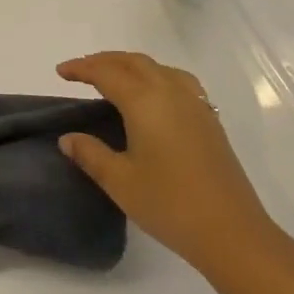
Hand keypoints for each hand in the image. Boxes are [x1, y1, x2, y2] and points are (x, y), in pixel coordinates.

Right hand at [56, 51, 291, 281]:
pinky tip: (153, 97)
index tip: (61, 72)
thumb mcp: (119, 180)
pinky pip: (178, 81)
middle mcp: (171, 93)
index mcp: (145, 101)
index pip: (106, 72)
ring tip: (115, 78)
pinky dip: (156, 76)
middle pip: (134, 62)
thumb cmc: (169, 204)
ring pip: (159, 68)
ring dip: (132, 65)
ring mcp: (196, 105)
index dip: (81, 68)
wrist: (232, 233)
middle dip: (105, 60)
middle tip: (81, 71)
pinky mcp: (210, 121)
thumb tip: (68, 139)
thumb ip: (90, 154)